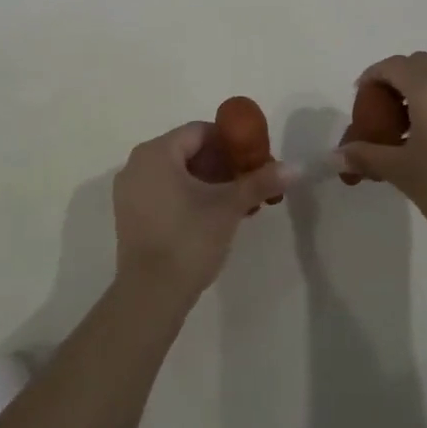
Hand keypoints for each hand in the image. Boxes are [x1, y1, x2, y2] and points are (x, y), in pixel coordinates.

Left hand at [112, 124, 284, 309]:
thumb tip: (297, 167)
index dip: (230, 142)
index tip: (253, 160)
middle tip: (248, 183)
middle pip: (188, 150)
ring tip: (236, 203)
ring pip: (176, 172)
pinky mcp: (129, 214)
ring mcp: (129, 190)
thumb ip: (260, 182)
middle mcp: (137, 163)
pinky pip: (163, 190)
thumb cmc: (188, 240)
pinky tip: (211, 217)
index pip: (200, 131)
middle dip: (221, 164)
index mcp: (157, 152)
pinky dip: (187, 195)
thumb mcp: (228, 207)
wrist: (150, 296)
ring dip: (207, 182)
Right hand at [340, 53, 426, 261]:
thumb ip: (366, 155)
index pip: (394, 66)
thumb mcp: (401, 171)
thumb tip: (336, 156)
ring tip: (411, 127)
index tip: (361, 100)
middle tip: (383, 111)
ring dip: (423, 90)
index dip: (372, 77)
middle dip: (397, 81)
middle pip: (420, 65)